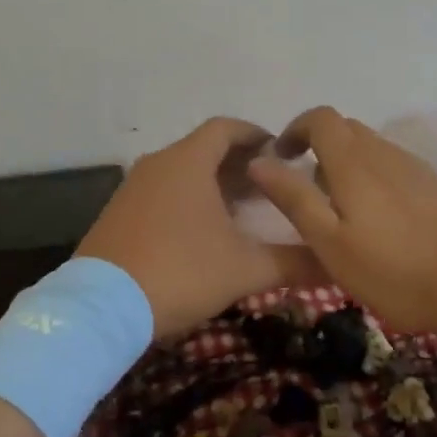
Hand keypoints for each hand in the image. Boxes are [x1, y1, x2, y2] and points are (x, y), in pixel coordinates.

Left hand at [77, 118, 319, 340]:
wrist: (101, 308)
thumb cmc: (180, 272)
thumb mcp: (244, 268)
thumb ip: (292, 262)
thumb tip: (334, 263)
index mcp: (188, 161)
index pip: (226, 128)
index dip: (256, 134)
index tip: (281, 151)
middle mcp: (158, 164)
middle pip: (204, 149)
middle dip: (239, 163)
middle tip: (272, 184)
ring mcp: (133, 188)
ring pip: (181, 171)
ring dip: (213, 182)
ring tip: (244, 208)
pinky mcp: (118, 213)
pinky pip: (162, 192)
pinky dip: (187, 199)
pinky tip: (203, 231)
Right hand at [246, 106, 436, 339]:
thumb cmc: (396, 270)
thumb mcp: (331, 243)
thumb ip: (294, 198)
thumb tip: (259, 160)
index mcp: (353, 161)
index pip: (320, 118)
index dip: (296, 128)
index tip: (281, 156)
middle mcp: (384, 153)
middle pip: (346, 129)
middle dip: (319, 146)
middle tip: (307, 188)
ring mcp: (415, 167)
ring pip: (371, 148)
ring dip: (347, 163)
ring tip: (342, 210)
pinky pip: (393, 166)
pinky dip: (374, 177)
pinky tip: (381, 220)